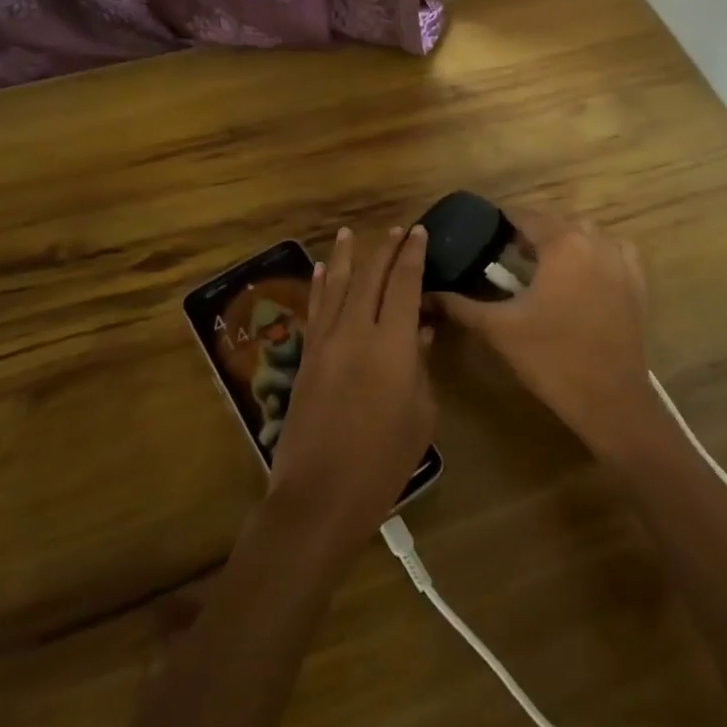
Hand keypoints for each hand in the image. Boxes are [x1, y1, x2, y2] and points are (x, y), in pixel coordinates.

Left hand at [267, 226, 435, 555]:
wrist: (320, 496)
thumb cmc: (383, 462)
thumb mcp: (420, 415)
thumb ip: (421, 367)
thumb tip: (419, 333)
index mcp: (392, 346)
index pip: (404, 285)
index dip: (412, 256)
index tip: (418, 232)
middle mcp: (356, 333)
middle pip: (370, 278)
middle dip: (384, 249)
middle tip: (397, 230)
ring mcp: (325, 343)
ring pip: (336, 286)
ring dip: (346, 257)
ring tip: (349, 232)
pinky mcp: (306, 358)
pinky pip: (316, 310)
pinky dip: (321, 285)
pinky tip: (322, 269)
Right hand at [434, 207, 663, 463]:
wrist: (610, 400)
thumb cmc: (550, 358)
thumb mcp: (499, 329)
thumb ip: (460, 305)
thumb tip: (427, 294)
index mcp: (561, 244)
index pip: (526, 216)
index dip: (503, 220)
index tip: (484, 232)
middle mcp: (595, 241)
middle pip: (557, 221)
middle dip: (532, 231)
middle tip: (508, 253)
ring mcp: (621, 261)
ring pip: (587, 233)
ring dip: (564, 239)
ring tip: (543, 264)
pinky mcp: (637, 282)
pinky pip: (613, 251)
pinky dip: (595, 252)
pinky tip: (581, 273)